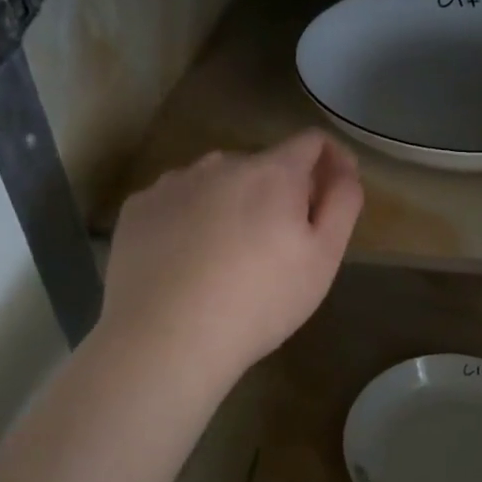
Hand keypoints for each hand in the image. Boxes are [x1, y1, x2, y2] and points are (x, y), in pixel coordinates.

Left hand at [99, 130, 363, 390]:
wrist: (165, 339)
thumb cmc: (259, 301)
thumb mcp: (323, 258)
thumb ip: (343, 203)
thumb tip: (344, 169)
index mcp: (272, 172)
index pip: (311, 142)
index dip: (331, 160)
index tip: (334, 191)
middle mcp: (221, 163)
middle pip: (263, 165)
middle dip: (279, 192)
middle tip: (280, 245)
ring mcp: (173, 183)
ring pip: (217, 181)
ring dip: (233, 202)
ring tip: (228, 255)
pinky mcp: (138, 208)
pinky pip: (177, 201)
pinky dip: (190, 219)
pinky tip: (186, 260)